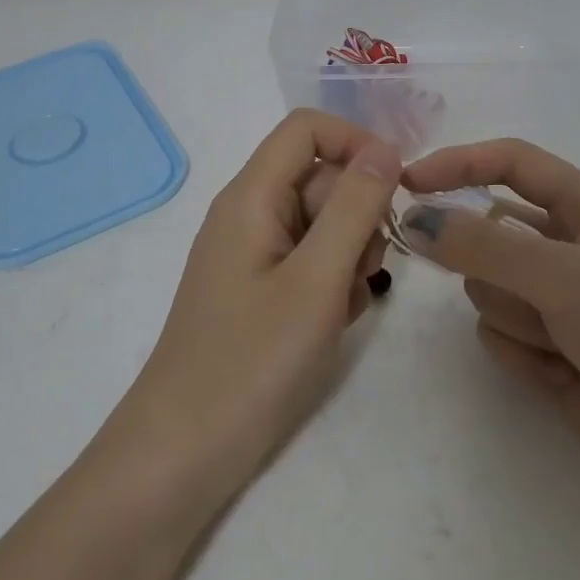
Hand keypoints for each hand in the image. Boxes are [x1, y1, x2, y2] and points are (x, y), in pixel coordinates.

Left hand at [103, 109, 400, 517]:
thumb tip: (384, 148)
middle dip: (357, 215)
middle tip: (363, 272)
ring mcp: (252, 252)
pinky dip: (330, 284)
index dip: (357, 144)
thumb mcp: (317, 279)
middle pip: (319, 178)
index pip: (307, 128)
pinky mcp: (258, 289)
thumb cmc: (252, 361)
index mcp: (251, 195)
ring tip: (340, 307)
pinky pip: (308, 261)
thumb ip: (354, 207)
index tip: (395, 190)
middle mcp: (248, 213)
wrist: (185, 450)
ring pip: (321, 223)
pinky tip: (329, 324)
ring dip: (348, 256)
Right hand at [400, 139, 579, 507]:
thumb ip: (482, 245)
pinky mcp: (546, 350)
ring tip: (562, 343)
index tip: (408, 184)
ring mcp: (556, 302)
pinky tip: (561, 376)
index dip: (459, 164)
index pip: (511, 164)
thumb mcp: (565, 275)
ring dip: (516, 317)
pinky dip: (521, 354)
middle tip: (531, 294)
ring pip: (487, 288)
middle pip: (488, 234)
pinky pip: (496, 334)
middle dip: (494, 266)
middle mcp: (568, 248)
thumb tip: (414, 220)